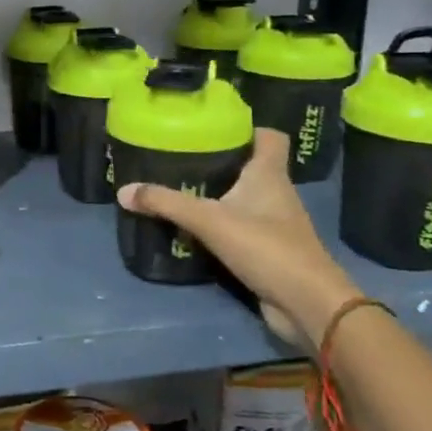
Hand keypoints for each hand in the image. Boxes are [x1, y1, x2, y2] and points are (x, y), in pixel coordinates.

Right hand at [116, 129, 360, 349]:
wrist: (307, 304)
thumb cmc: (266, 247)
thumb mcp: (209, 221)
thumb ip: (166, 203)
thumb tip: (124, 190)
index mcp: (269, 175)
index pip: (269, 137)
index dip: (247, 127)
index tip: (214, 126)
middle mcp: (276, 194)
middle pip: (251, 166)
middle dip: (220, 161)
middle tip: (182, 157)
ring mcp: (275, 224)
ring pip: (244, 198)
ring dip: (218, 195)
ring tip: (180, 189)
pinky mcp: (269, 250)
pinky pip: (240, 227)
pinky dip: (220, 225)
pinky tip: (194, 228)